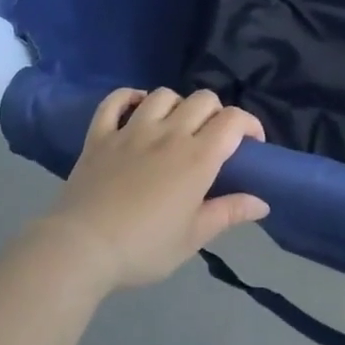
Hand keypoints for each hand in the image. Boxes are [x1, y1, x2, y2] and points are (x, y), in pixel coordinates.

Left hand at [38, 87, 268, 293]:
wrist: (82, 248)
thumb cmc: (144, 247)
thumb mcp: (193, 237)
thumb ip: (229, 213)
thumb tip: (263, 202)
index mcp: (197, 157)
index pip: (233, 120)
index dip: (249, 124)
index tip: (252, 143)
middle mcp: (168, 133)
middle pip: (203, 99)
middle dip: (216, 112)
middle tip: (213, 138)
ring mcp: (131, 130)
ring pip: (163, 95)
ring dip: (177, 104)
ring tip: (176, 125)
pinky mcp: (100, 135)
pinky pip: (115, 101)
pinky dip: (128, 97)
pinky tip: (136, 108)